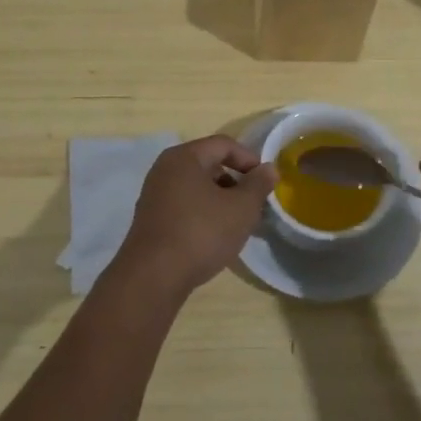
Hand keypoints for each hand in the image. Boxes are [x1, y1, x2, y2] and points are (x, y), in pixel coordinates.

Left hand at [108, 136, 276, 302]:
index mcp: (184, 157)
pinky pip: (185, 205)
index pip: (223, 144)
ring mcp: (155, 194)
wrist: (153, 277)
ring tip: (238, 223)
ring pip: (197, 187)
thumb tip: (268, 168)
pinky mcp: (151, 219)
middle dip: (236, 181)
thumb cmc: (201, 233)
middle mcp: (165, 169)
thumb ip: (258, 184)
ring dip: (221, 199)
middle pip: (209, 164)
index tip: (266, 182)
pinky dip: (204, 213)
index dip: (249, 159)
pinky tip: (216, 236)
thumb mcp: (241, 208)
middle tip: (254, 203)